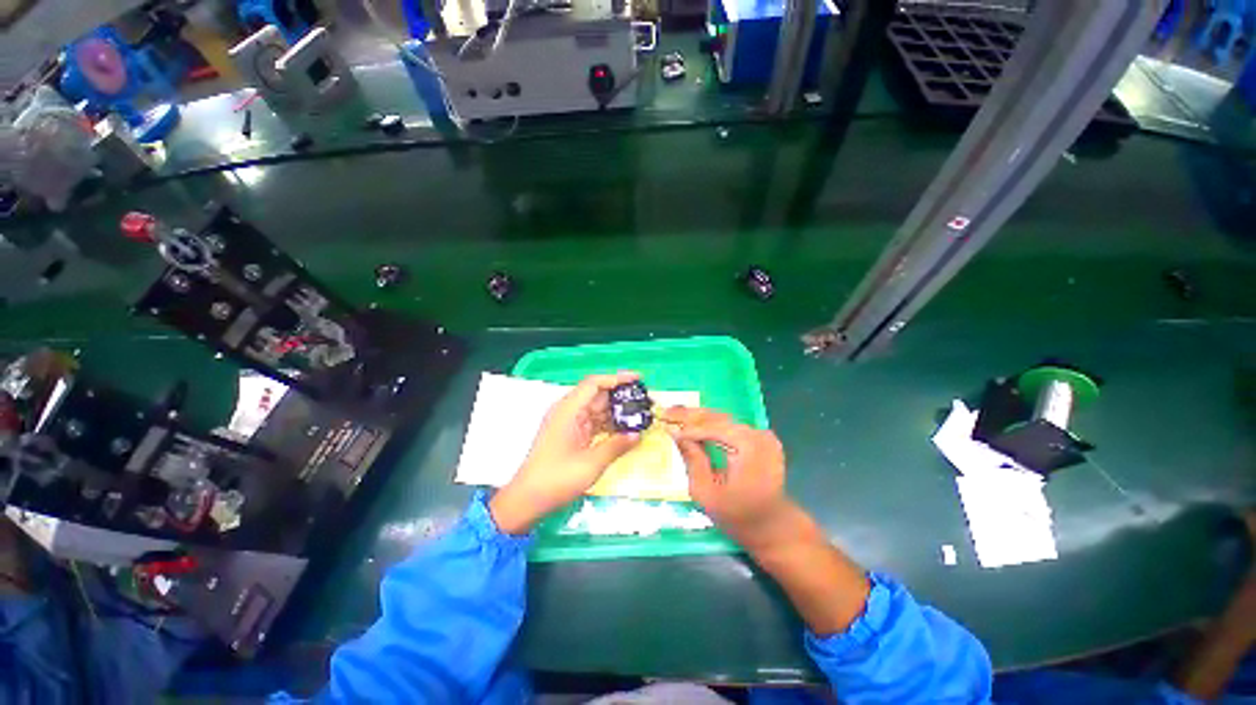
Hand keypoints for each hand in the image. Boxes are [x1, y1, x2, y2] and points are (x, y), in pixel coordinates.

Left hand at [490, 372, 642, 533]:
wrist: (528, 499)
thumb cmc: (556, 480)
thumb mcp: (591, 464)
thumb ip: (616, 446)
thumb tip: (637, 435)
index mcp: (568, 410)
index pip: (594, 384)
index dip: (617, 378)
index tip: (638, 379)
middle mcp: (568, 411)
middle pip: (598, 395)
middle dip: (621, 397)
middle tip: (645, 401)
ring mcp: (569, 423)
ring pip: (598, 410)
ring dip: (617, 412)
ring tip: (640, 415)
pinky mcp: (571, 435)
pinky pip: (594, 423)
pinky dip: (609, 425)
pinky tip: (625, 430)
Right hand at [661, 407, 789, 542]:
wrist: (773, 527)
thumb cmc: (738, 516)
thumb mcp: (707, 494)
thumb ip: (692, 461)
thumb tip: (676, 434)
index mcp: (748, 447)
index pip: (711, 429)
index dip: (686, 428)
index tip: (664, 425)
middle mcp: (757, 435)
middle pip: (717, 418)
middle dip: (689, 415)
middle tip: (665, 412)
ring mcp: (762, 435)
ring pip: (723, 419)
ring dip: (698, 418)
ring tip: (675, 414)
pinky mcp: (761, 438)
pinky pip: (731, 426)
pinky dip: (711, 425)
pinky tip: (694, 423)